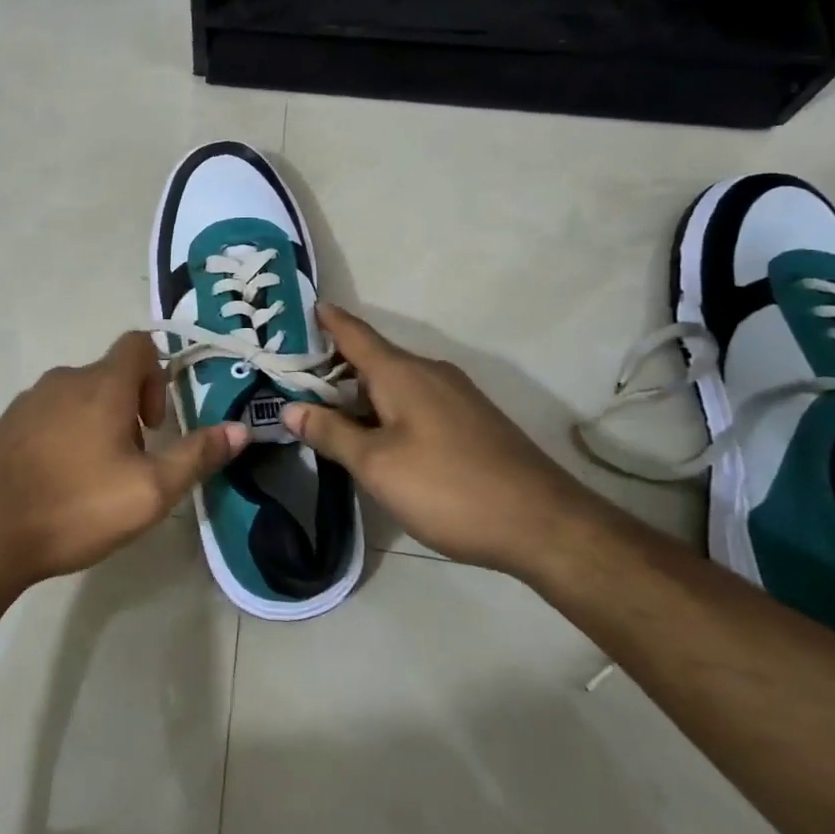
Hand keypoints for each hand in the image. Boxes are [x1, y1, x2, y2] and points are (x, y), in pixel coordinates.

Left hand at [0, 332, 246, 593]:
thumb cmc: (75, 506)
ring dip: (96, 425)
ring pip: (77, 398)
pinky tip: (57, 484)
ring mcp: (27, 401)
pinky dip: (63, 437)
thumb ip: (196, 456)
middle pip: (109, 376)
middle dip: (129, 411)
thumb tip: (241, 430)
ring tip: (94, 479)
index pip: (138, 344)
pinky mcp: (4, 426)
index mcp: (101, 385)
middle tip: (130, 464)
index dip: (157, 375)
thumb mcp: (149, 491)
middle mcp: (63, 380)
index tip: (154, 425)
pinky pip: (47, 417)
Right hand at [282, 305, 596, 574]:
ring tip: (327, 411)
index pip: (353, 332)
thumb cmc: (448, 487)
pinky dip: (387, 408)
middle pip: (372, 358)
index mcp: (401, 372)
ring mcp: (455, 395)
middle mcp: (429, 372)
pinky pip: (416, 400)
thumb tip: (290, 409)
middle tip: (294, 379)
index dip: (325, 320)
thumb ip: (331, 433)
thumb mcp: (377, 465)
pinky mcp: (471, 420)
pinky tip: (377, 437)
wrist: (543, 524)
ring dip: (360, 392)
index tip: (299, 309)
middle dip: (333, 366)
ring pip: (394, 382)